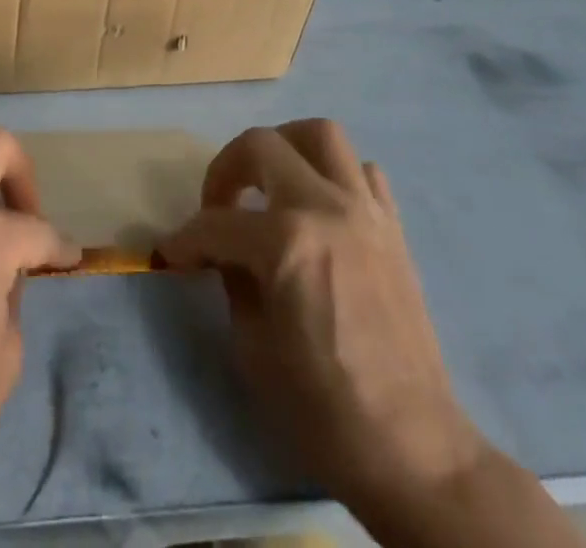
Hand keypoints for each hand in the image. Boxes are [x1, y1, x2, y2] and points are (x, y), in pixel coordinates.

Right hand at [160, 120, 482, 512]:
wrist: (413, 450)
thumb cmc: (322, 407)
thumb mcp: (252, 345)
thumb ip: (232, 279)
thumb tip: (218, 251)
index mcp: (286, 242)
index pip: (217, 222)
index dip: (185, 238)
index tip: (173, 253)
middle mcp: (326, 208)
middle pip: (262, 144)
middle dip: (226, 168)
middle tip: (217, 204)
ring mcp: (365, 211)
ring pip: (321, 134)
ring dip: (284, 146)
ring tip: (269, 181)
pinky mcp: (393, 227)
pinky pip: (362, 172)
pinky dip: (335, 174)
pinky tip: (320, 206)